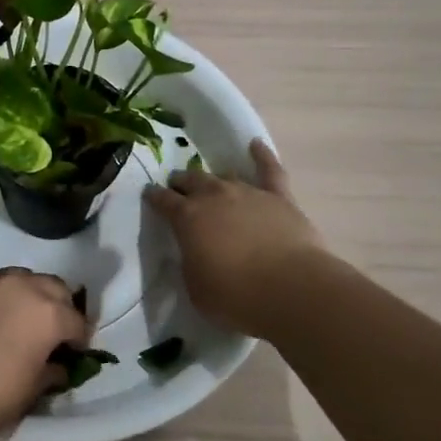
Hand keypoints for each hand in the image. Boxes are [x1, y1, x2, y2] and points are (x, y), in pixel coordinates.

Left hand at [0, 268, 91, 440]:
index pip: (76, 321)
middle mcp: (22, 286)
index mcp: (47, 312)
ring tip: (18, 323)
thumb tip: (57, 366)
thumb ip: (50, 371)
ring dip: (28, 297)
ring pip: (21, 279)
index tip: (74, 353)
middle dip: (58, 307)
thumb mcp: (30, 392)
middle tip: (51, 334)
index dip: (79, 339)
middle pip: (53, 288)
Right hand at [143, 139, 326, 338]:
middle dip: (182, 182)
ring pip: (224, 176)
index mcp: (187, 218)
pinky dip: (262, 155)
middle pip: (192, 180)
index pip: (163, 200)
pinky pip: (269, 169)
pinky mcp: (279, 197)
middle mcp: (214, 196)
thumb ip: (190, 263)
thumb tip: (192, 252)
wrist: (291, 289)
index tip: (149, 194)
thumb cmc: (236, 296)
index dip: (155, 197)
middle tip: (178, 187)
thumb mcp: (195, 287)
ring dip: (214, 179)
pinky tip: (256, 144)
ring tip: (210, 182)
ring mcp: (247, 192)